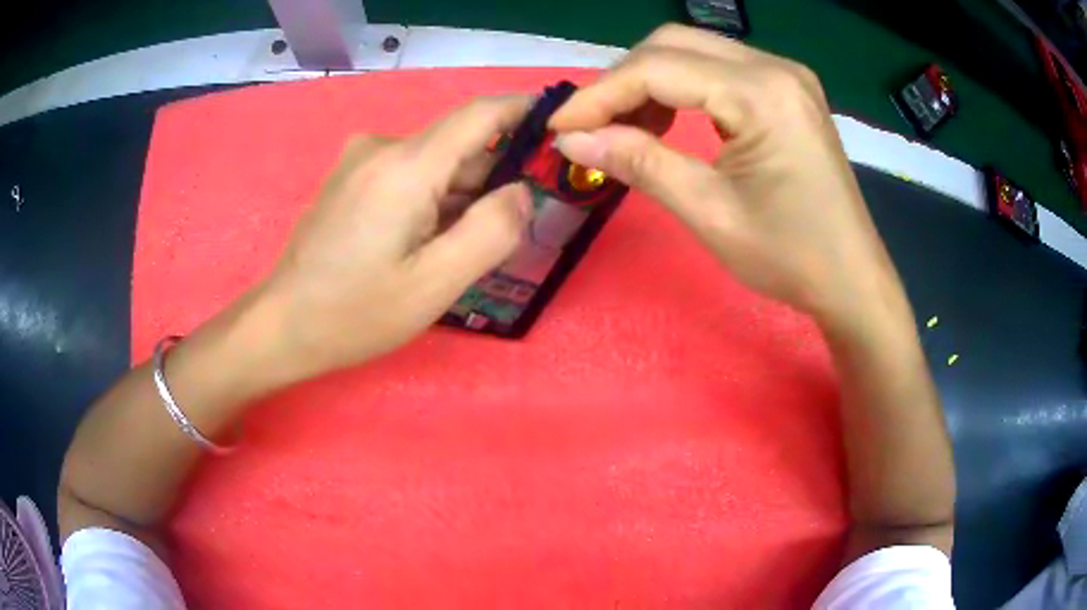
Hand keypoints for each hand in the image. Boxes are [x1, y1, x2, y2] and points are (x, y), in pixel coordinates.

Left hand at [257, 96, 533, 376]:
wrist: (283, 324)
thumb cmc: (356, 312)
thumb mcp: (435, 284)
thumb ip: (491, 231)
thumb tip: (521, 191)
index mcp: (406, 166)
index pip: (481, 114)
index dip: (525, 111)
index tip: (560, 125)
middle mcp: (382, 147)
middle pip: (459, 145)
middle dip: (493, 176)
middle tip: (511, 227)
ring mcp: (361, 161)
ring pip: (434, 163)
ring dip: (459, 195)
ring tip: (459, 248)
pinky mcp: (350, 178)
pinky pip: (407, 174)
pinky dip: (430, 199)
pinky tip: (423, 243)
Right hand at [550, 25, 903, 327]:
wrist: (851, 278)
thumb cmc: (790, 257)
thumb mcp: (708, 212)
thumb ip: (639, 163)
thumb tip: (571, 140)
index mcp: (763, 94)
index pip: (658, 69)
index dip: (600, 95)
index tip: (559, 128)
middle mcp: (775, 67)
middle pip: (673, 44)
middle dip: (622, 81)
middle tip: (592, 127)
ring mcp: (785, 75)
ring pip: (694, 51)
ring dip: (649, 82)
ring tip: (625, 128)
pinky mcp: (787, 89)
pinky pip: (719, 69)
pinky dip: (682, 87)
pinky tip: (668, 120)